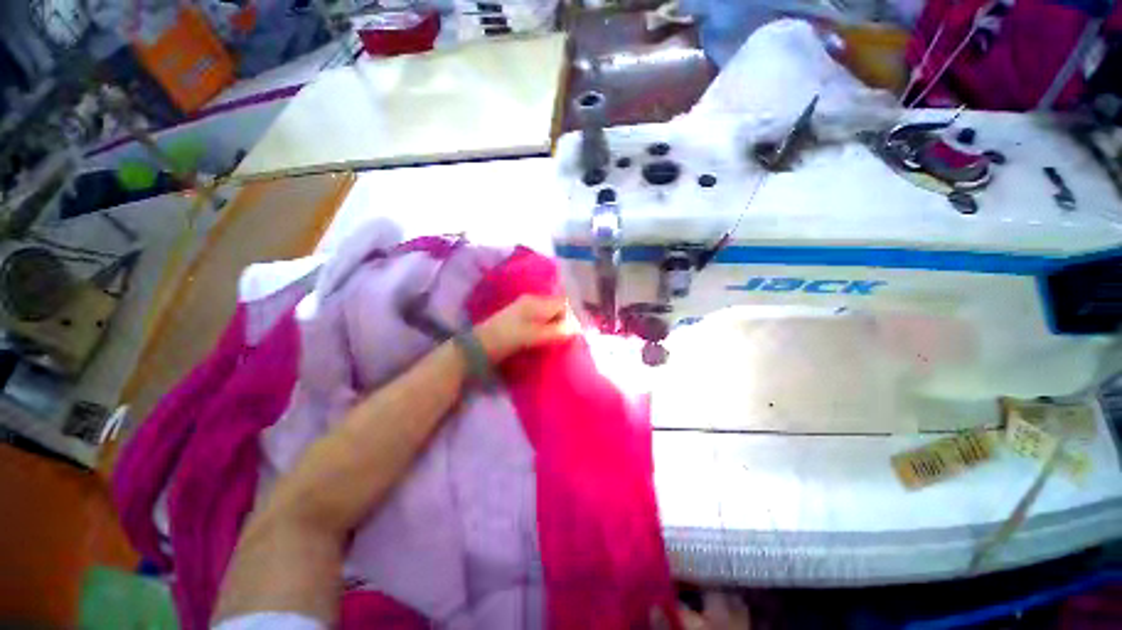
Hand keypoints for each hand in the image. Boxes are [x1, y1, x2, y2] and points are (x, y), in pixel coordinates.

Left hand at [474, 295, 573, 362]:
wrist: (479, 346)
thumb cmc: (507, 339)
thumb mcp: (534, 336)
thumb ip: (556, 331)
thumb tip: (576, 329)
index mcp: (536, 302)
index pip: (563, 303)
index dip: (572, 317)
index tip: (572, 334)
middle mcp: (532, 300)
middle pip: (557, 306)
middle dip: (564, 321)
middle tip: (565, 339)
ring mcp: (524, 307)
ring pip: (549, 312)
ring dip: (555, 324)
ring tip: (556, 340)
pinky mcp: (519, 315)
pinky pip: (540, 317)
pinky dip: (546, 326)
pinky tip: (544, 337)